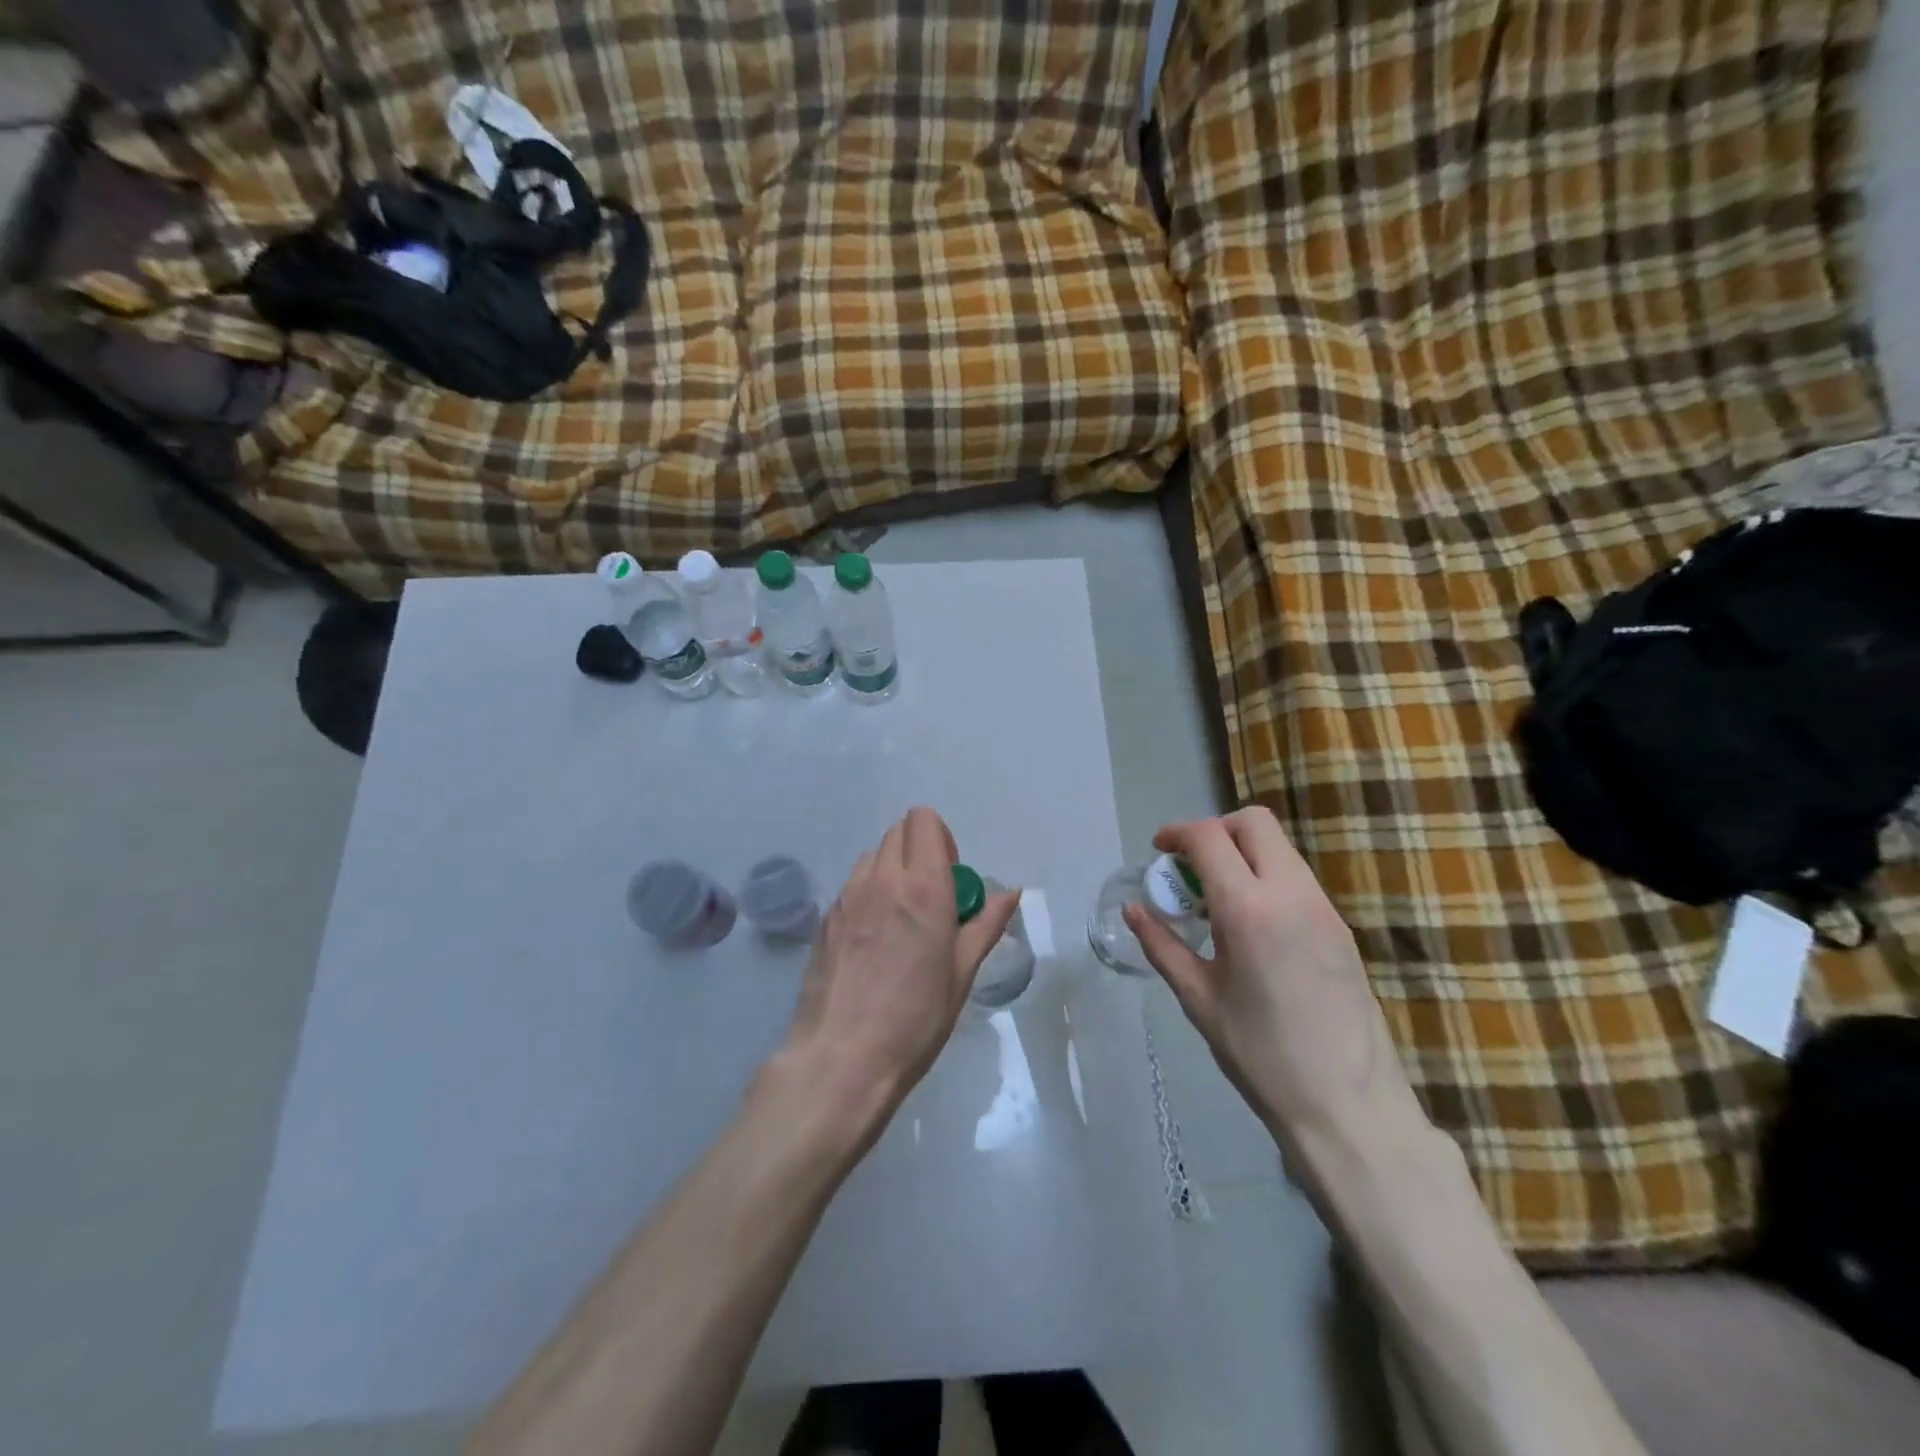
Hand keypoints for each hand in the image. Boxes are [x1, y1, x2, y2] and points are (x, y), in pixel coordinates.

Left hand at [778, 807, 1019, 1136]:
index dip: (941, 838)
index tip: (951, 875)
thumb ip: (985, 924)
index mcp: (923, 887)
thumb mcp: (961, 974)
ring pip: (873, 856)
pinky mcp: (825, 918)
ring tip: (901, 918)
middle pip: (898, 832)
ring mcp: (847, 897)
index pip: (924, 821)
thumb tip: (1010, 892)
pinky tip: (874, 941)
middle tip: (931, 897)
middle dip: (919, 850)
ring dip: (892, 870)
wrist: (841, 1058)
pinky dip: (869, 894)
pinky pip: (853, 886)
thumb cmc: (915, 1019)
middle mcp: (882, 880)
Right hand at [1125, 807, 1417, 1150]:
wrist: (1348, 1105)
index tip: (1158, 851)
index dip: (1177, 833)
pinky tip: (1251, 924)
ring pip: (1279, 847)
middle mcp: (1291, 893)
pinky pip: (1297, 877)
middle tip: (1190, 868)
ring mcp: (1323, 907)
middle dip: (1215, 831)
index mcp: (1248, 909)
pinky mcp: (1340, 926)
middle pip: (1253, 823)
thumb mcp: (1199, 998)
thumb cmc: (1260, 1054)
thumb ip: (1162, 945)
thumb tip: (1134, 910)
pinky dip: (1266, 876)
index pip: (1209, 837)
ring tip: (1217, 900)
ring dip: (1242, 853)